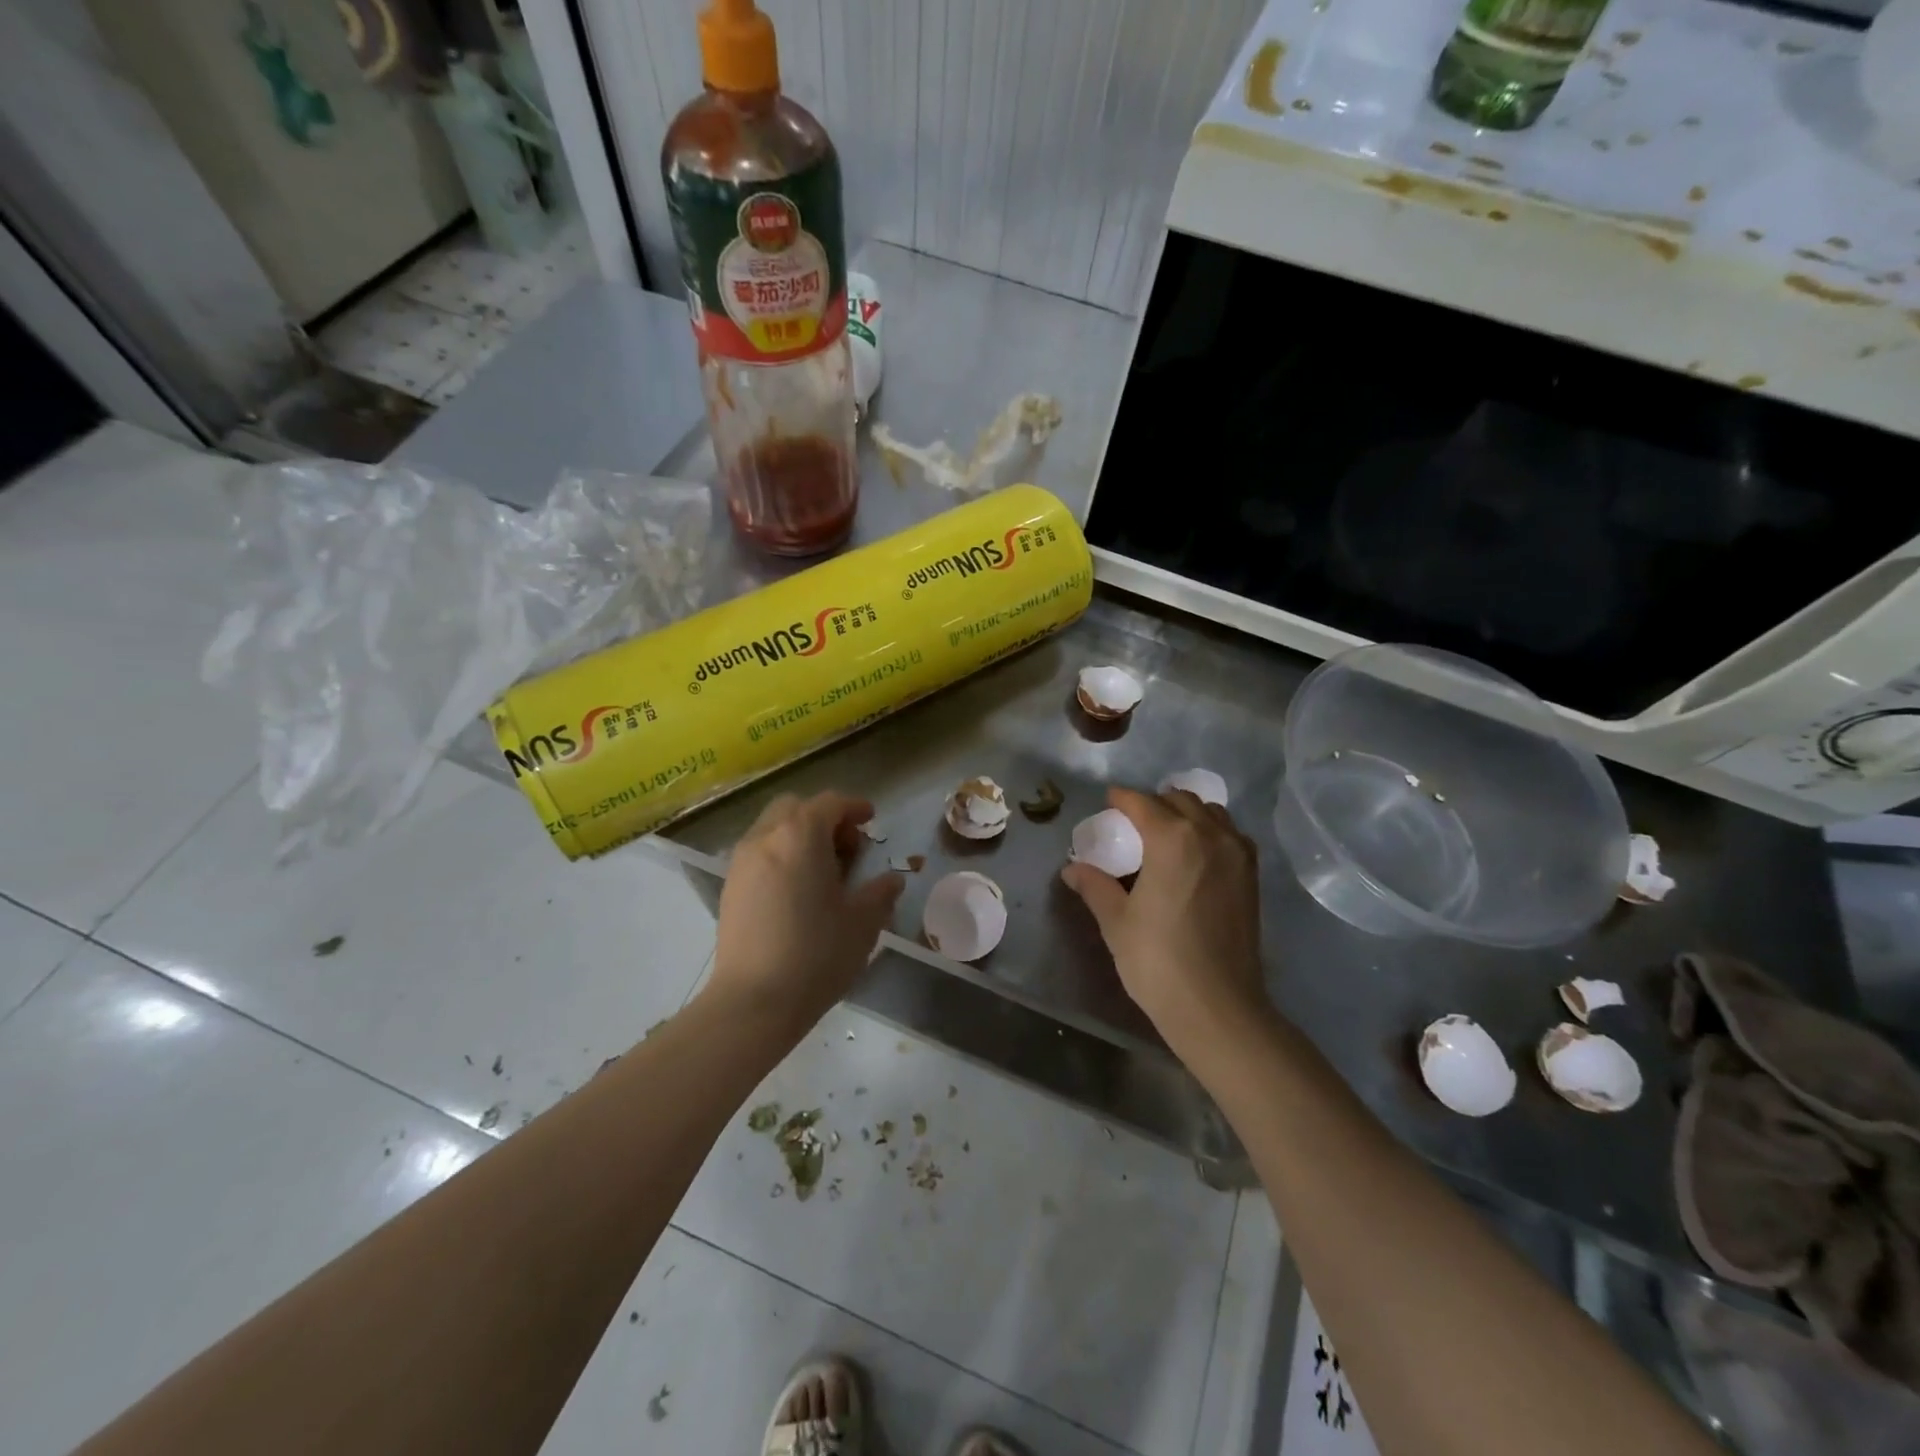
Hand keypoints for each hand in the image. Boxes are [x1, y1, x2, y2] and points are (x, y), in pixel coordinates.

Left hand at [707, 791, 903, 1027]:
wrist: (753, 1002)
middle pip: (796, 808)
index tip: (871, 820)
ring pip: (772, 828)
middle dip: (823, 817)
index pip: (830, 803)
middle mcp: (765, 837)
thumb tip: (891, 880)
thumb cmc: (816, 954)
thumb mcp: (862, 923)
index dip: (854, 807)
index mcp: (801, 835)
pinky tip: (796, 891)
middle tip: (846, 848)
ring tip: (822, 871)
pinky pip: (758, 853)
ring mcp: (741, 862)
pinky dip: (780, 855)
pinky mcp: (729, 888)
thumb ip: (880, 893)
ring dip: (799, 836)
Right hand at [1060, 787, 1267, 1046]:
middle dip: (1154, 803)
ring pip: (1211, 813)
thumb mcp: (1116, 921)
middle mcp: (1210, 835)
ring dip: (1186, 814)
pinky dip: (1211, 833)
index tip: (1109, 801)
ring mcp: (1237, 855)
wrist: (1217, 1006)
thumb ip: (1095, 886)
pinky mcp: (1252, 877)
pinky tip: (1196, 857)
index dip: (1122, 799)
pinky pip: (1230, 836)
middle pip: (1180, 800)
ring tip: (1166, 836)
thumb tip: (1072, 869)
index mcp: (1172, 839)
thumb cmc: (1158, 960)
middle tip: (1133, 823)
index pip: (1142, 803)